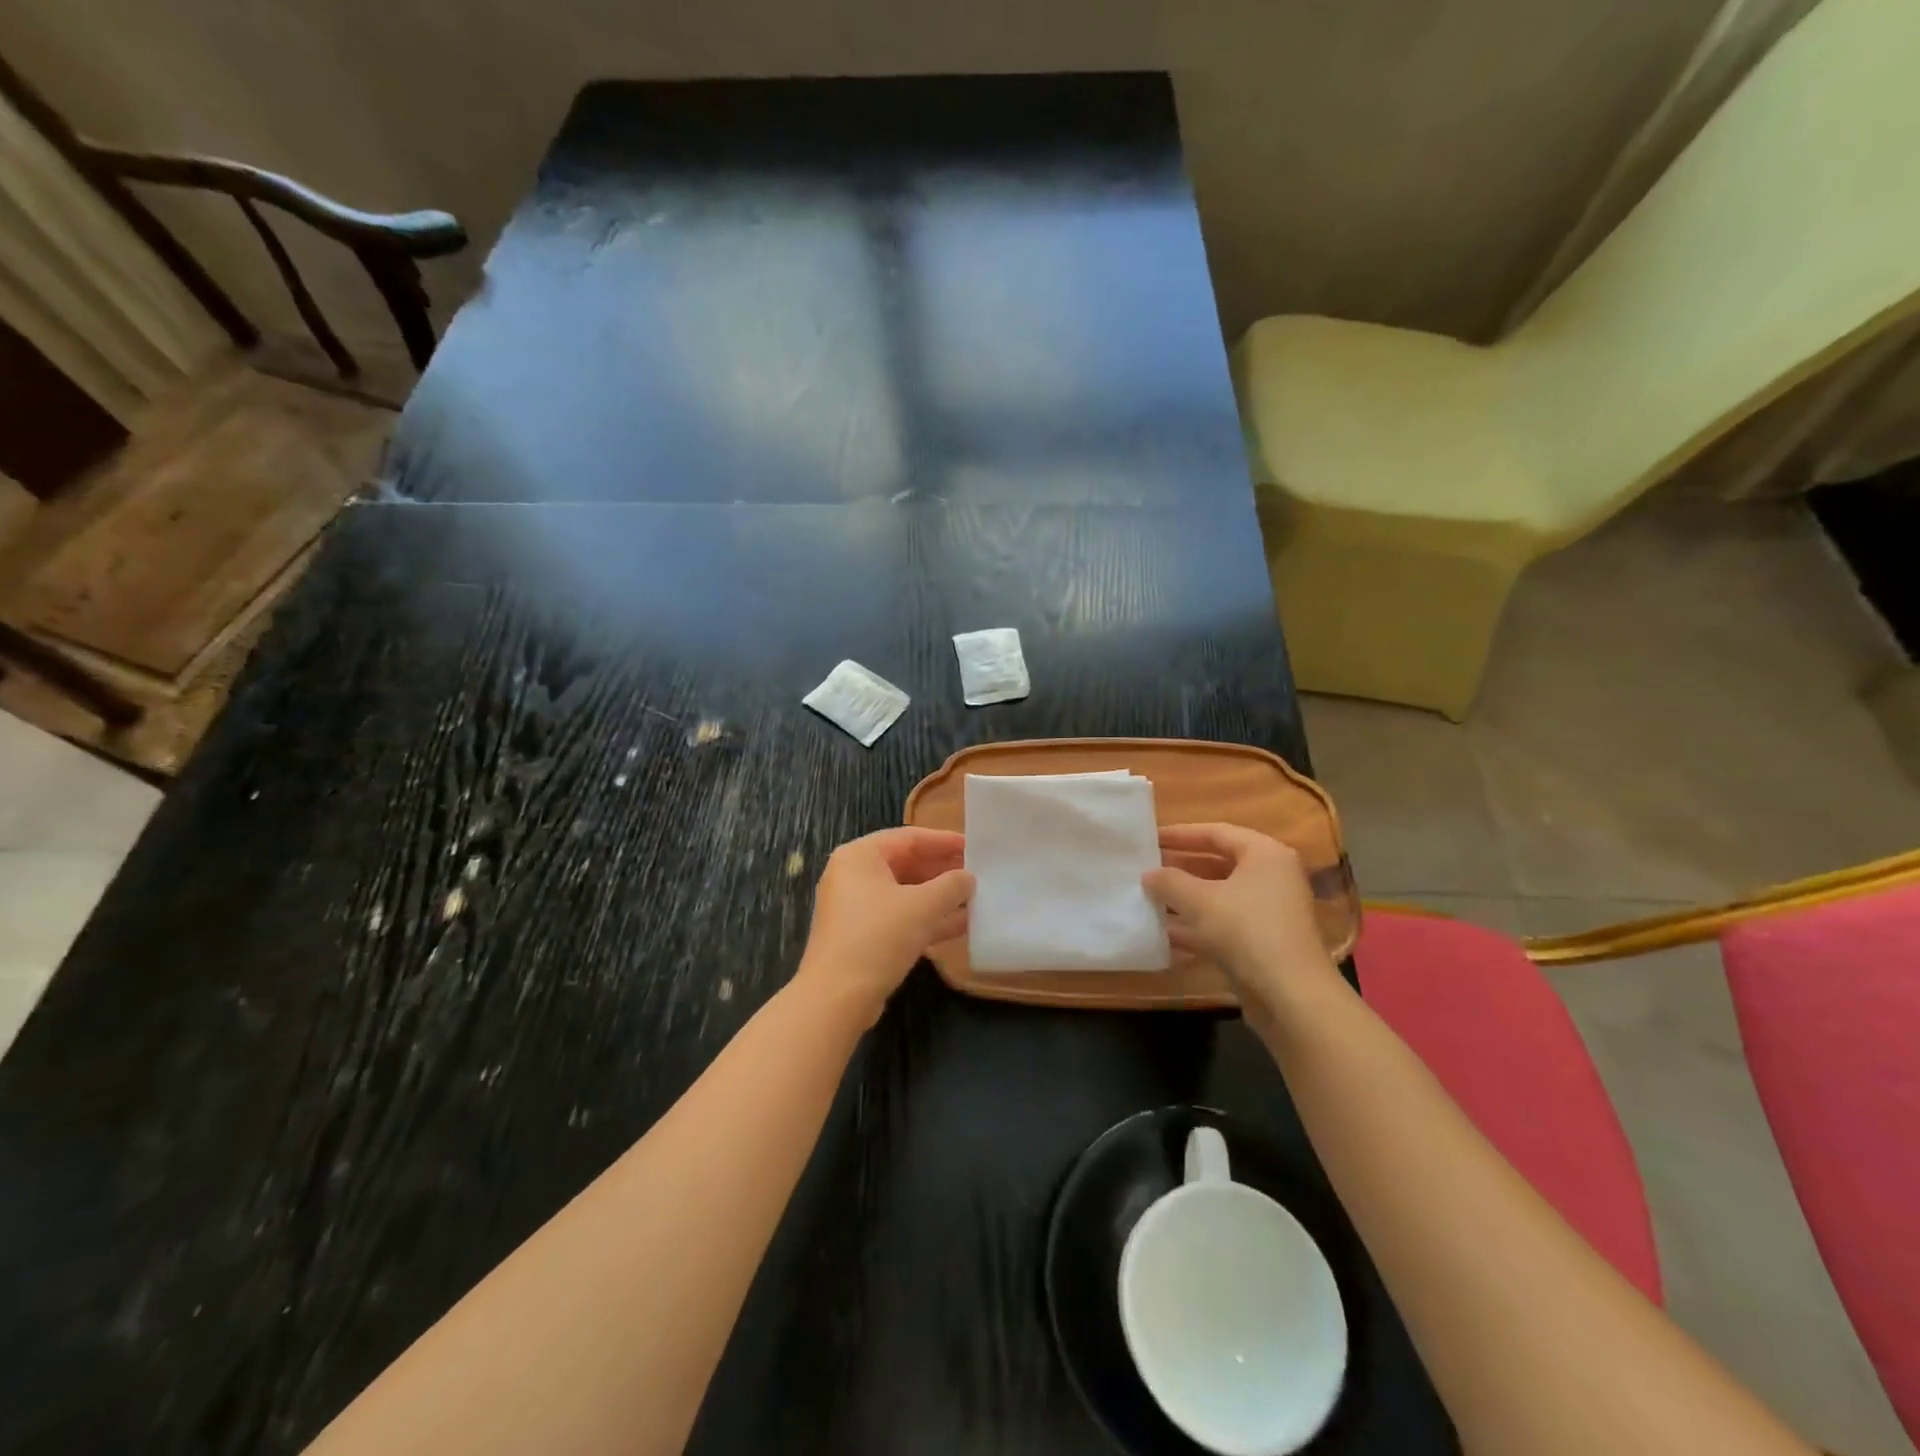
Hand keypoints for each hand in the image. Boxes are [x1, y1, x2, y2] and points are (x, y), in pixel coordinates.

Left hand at [796, 828, 973, 1022]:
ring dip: (937, 897)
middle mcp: (852, 875)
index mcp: (860, 856)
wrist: (836, 997)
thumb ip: (951, 886)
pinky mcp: (860, 935)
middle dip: (942, 870)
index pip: (909, 837)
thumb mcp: (922, 907)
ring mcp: (854, 907)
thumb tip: (968, 878)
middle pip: (905, 864)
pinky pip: (898, 917)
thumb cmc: (879, 937)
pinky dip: (924, 919)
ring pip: (903, 893)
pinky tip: (958, 926)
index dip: (944, 841)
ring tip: (973, 899)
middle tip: (976, 874)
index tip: (974, 846)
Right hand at [1142, 823, 1344, 1028]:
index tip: (1150, 838)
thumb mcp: (1199, 900)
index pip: (1217, 832)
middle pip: (1219, 863)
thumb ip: (1169, 882)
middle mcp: (1272, 877)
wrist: (1290, 995)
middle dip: (1181, 867)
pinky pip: (1224, 923)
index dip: (1180, 834)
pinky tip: (1165, 933)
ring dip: (1186, 898)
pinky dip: (1197, 925)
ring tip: (1149, 897)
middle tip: (1147, 866)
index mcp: (1265, 854)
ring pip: (1220, 896)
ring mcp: (1270, 911)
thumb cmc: (1246, 930)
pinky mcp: (1264, 942)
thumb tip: (1148, 874)